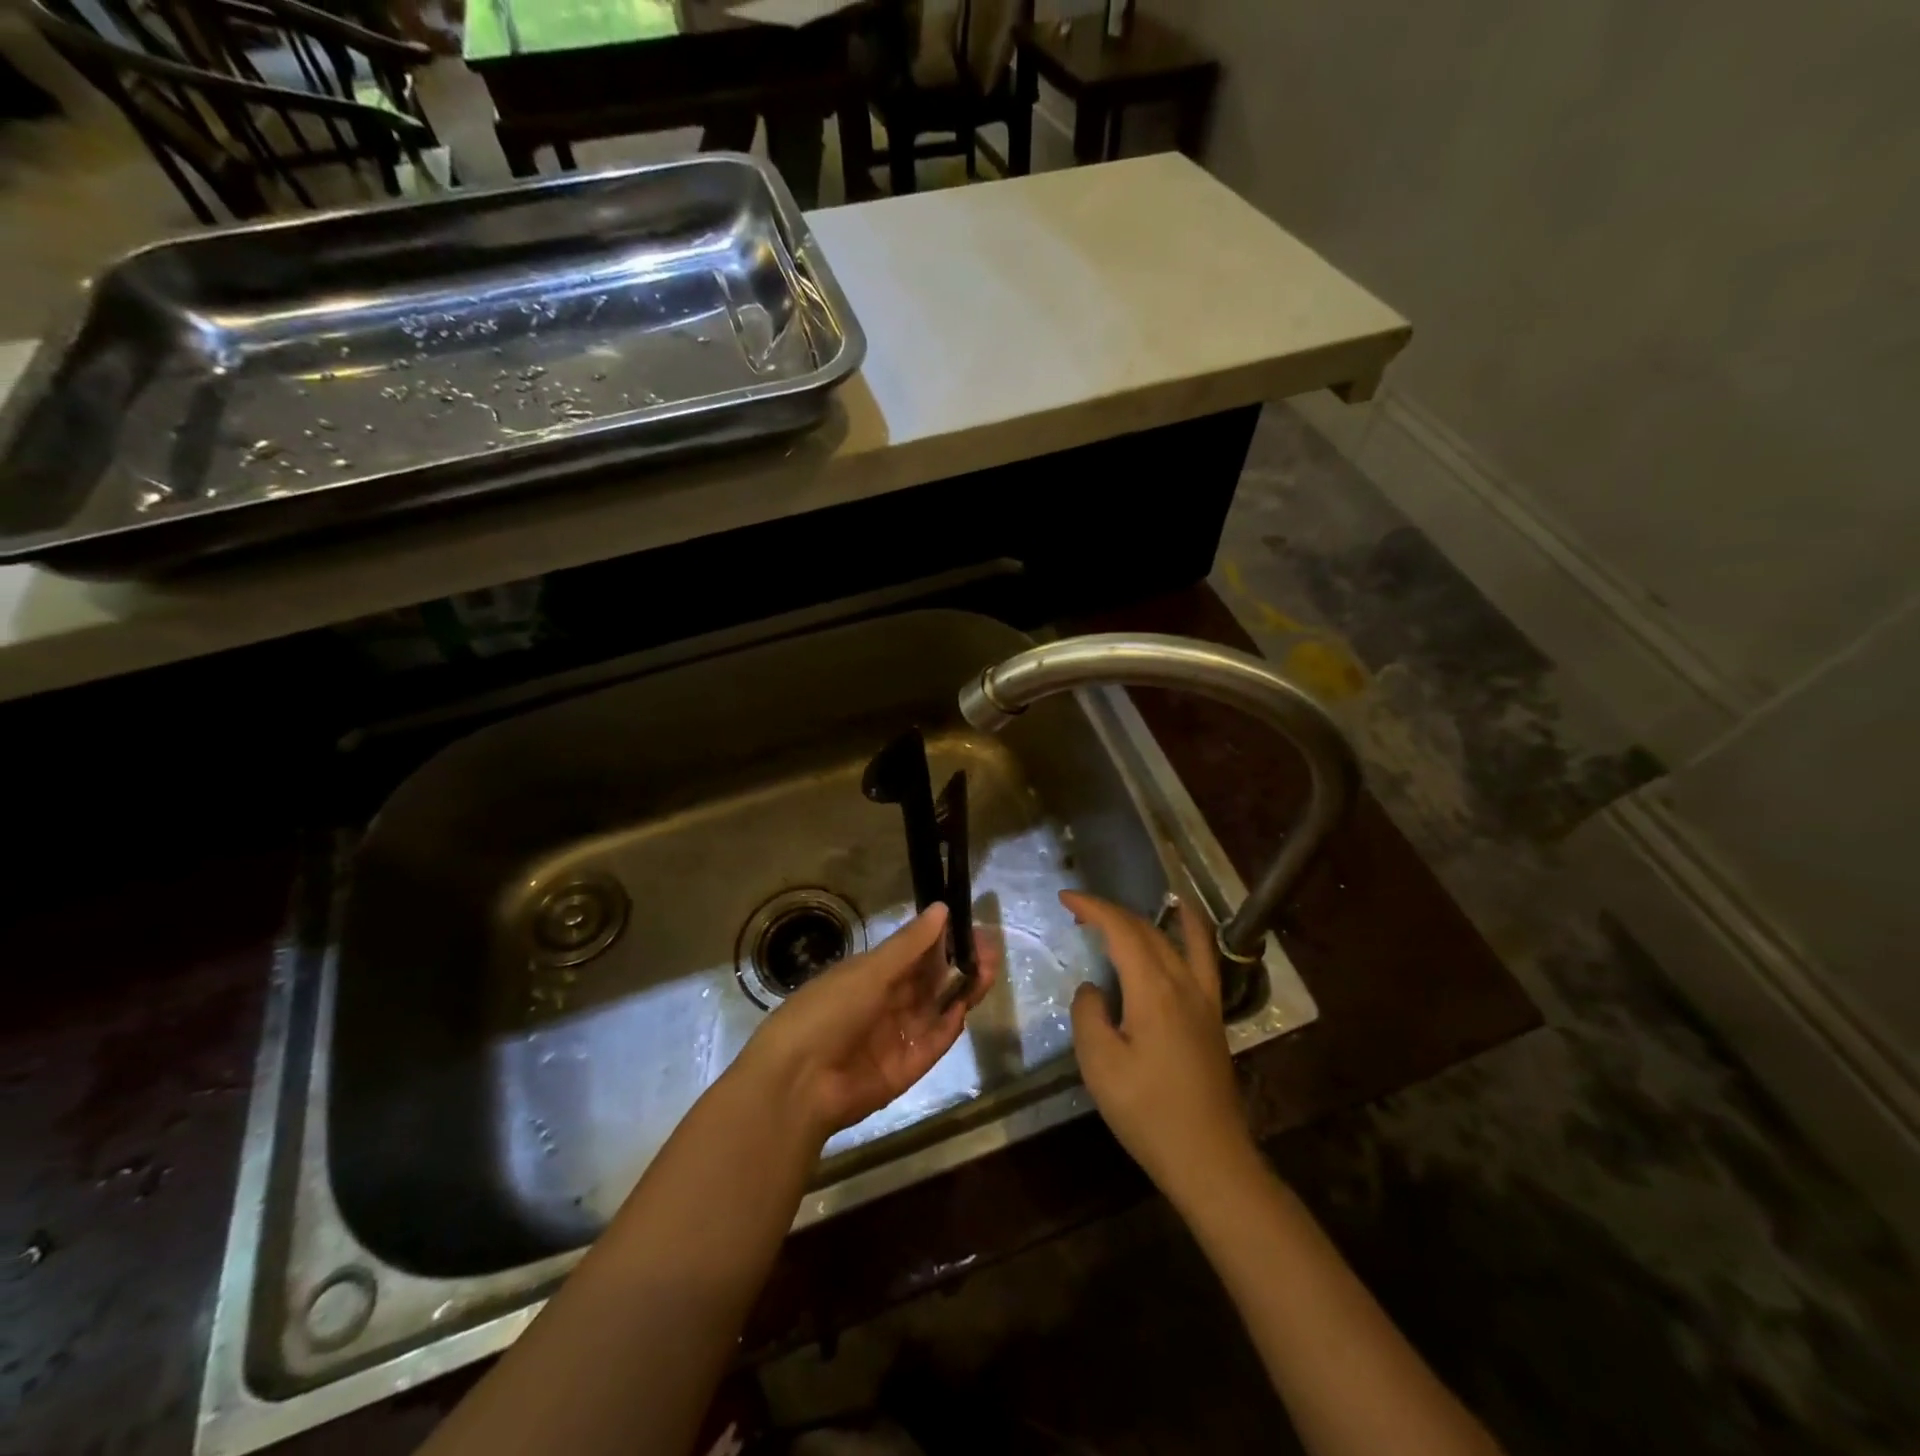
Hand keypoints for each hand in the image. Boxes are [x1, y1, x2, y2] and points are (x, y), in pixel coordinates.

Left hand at [739, 903, 997, 1142]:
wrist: (798, 1082)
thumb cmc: (828, 1011)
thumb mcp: (870, 971)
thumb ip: (910, 944)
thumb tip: (941, 908)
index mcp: (868, 977)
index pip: (913, 955)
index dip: (942, 941)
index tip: (971, 928)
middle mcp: (883, 1004)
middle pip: (930, 982)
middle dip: (959, 965)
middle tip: (991, 949)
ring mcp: (894, 1038)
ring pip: (936, 1010)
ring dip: (961, 991)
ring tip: (989, 971)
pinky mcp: (904, 1070)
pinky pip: (932, 1044)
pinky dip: (948, 1028)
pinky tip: (964, 1008)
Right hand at [1065, 890, 1254, 1199]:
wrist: (1208, 1157)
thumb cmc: (1148, 1112)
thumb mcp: (1100, 1065)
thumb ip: (1089, 1015)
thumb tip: (1093, 989)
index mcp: (1153, 990)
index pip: (1121, 931)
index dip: (1093, 908)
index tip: (1066, 898)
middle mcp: (1183, 983)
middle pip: (1148, 930)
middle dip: (1112, 912)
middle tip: (1079, 912)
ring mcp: (1204, 999)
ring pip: (1176, 939)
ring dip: (1147, 918)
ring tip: (1124, 912)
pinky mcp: (1213, 1016)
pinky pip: (1203, 958)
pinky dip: (1191, 932)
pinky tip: (1184, 928)